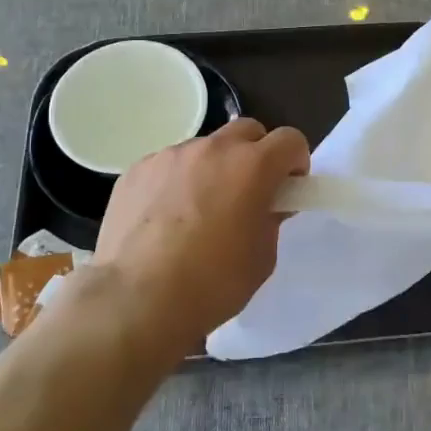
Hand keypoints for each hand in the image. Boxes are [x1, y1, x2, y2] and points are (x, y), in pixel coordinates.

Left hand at [91, 119, 310, 353]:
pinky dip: (176, 181)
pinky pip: (168, 165)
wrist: (136, 300)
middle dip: (256, 154)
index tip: (287, 187)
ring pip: (205, 148)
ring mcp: (170, 155)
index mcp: (252, 166)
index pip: (290, 139)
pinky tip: (164, 218)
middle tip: (248, 192)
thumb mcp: (262, 258)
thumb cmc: (212, 283)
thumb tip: (265, 204)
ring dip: (213, 167)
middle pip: (247, 130)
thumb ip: (270, 218)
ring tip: (198, 210)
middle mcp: (213, 149)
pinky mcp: (137, 169)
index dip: (294, 161)